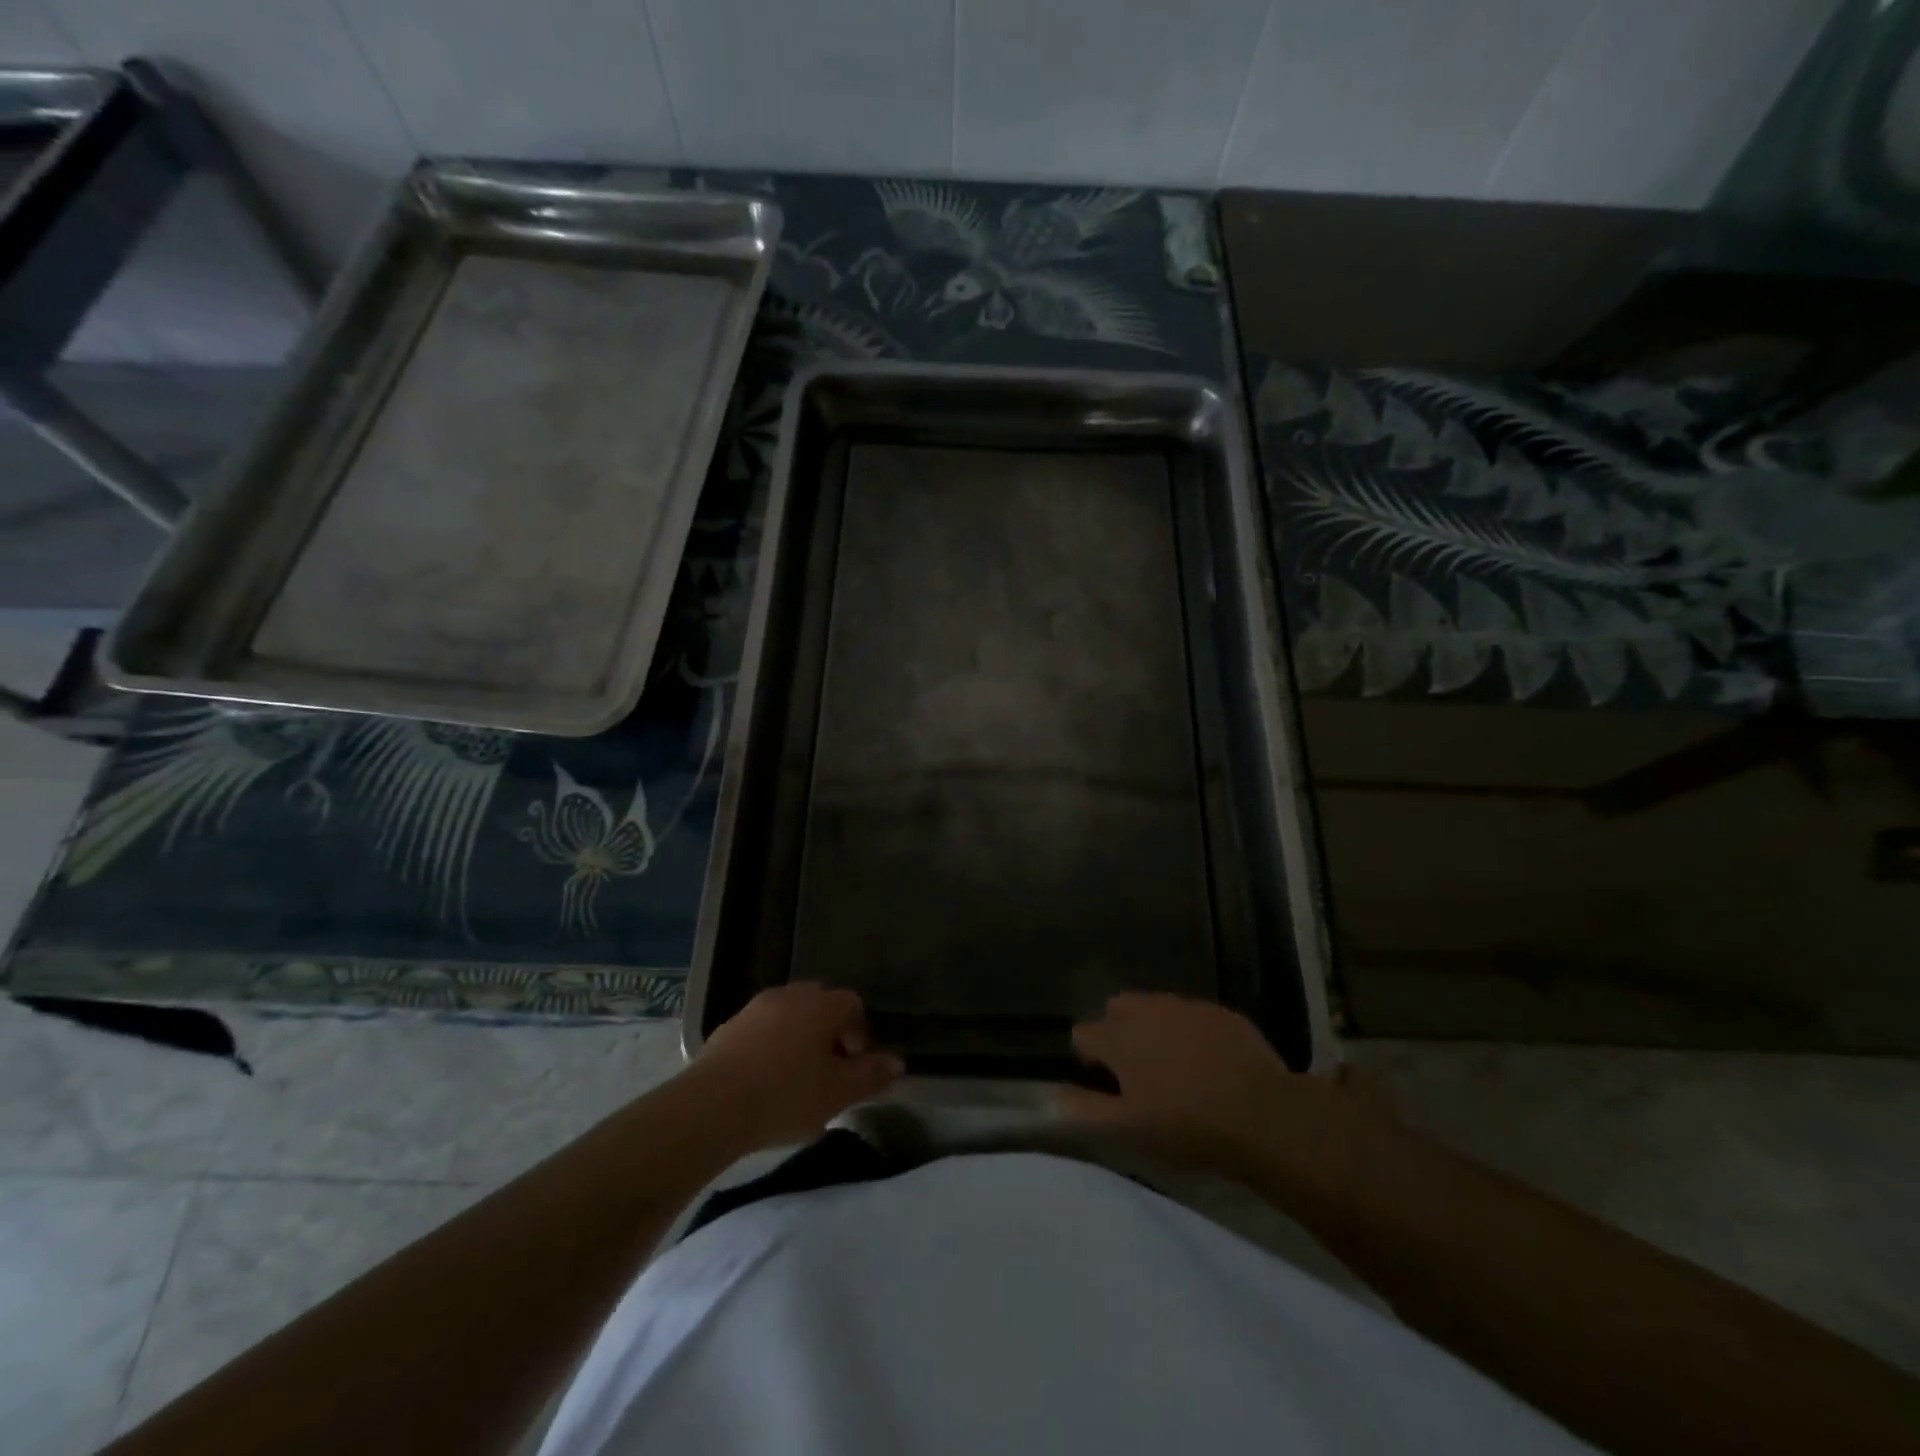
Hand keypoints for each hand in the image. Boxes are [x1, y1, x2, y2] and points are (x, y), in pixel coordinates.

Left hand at [693, 984, 903, 1151]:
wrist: (712, 1106)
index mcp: (821, 1005)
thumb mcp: (838, 1094)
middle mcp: (791, 995)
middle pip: (820, 1003)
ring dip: (798, 1037)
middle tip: (827, 1070)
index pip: (853, 1004)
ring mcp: (756, 1008)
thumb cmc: (786, 1096)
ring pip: (789, 1014)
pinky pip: (761, 1028)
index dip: (859, 1033)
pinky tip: (764, 1080)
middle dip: (829, 1031)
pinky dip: (770, 1045)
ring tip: (795, 1077)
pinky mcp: (729, 1027)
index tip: (853, 1066)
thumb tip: (896, 1061)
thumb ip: (871, 1075)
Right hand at [1059, 993, 1373, 1199]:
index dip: (1090, 1060)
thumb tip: (1052, 1095)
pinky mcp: (1219, 1012)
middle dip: (1119, 1033)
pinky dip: (1189, 1031)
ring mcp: (1185, 1006)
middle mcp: (1146, 1010)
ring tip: (1172, 1067)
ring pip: (1154, 1007)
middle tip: (1138, 1074)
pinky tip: (1207, 1061)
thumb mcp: (1128, 1130)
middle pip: (1117, 1009)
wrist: (1263, 1116)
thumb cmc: (1186, 1127)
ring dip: (1153, 1028)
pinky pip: (1191, 1014)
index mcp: (1118, 1037)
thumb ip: (1084, 1110)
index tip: (1107, 1087)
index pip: (1083, 1034)